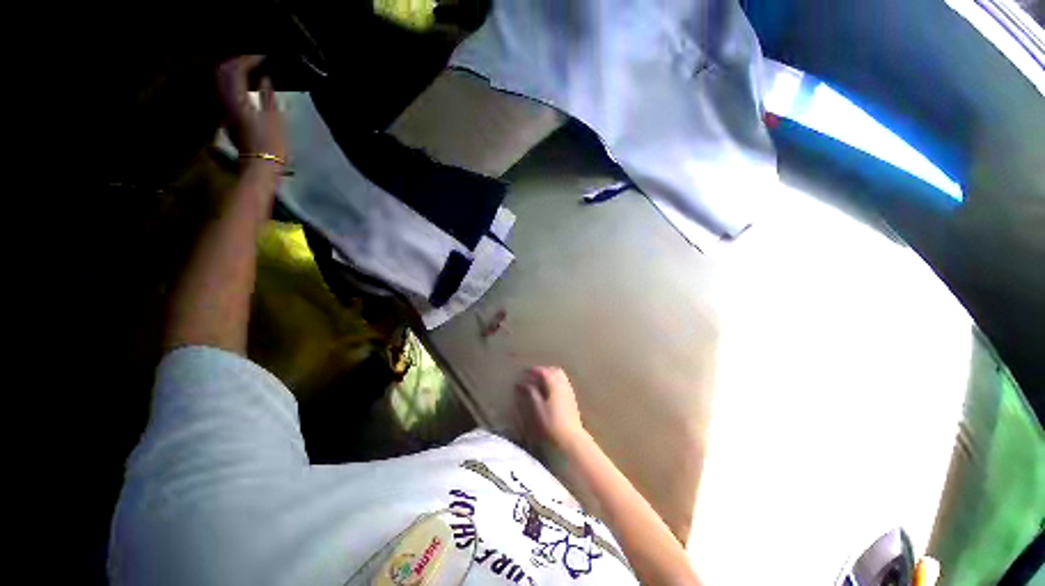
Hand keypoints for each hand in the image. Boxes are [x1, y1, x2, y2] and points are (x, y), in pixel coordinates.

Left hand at [216, 56, 286, 164]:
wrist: (260, 167)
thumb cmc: (272, 145)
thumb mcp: (275, 119)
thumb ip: (268, 96)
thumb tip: (265, 79)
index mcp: (238, 98)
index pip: (239, 68)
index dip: (251, 59)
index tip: (264, 56)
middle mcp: (226, 100)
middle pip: (225, 72)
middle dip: (238, 62)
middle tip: (255, 60)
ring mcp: (225, 109)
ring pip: (223, 81)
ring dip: (234, 72)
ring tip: (250, 70)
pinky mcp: (229, 117)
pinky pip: (226, 91)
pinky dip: (234, 83)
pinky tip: (246, 86)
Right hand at [516, 366, 587, 448]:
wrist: (571, 436)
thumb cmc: (551, 422)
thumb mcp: (538, 407)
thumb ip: (531, 393)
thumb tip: (523, 384)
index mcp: (554, 384)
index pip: (544, 371)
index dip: (533, 370)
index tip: (524, 371)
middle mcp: (563, 384)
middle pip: (554, 370)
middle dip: (544, 370)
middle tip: (533, 374)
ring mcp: (569, 390)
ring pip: (560, 375)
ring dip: (550, 374)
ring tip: (540, 381)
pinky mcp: (571, 397)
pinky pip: (563, 382)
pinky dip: (555, 380)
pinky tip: (549, 389)